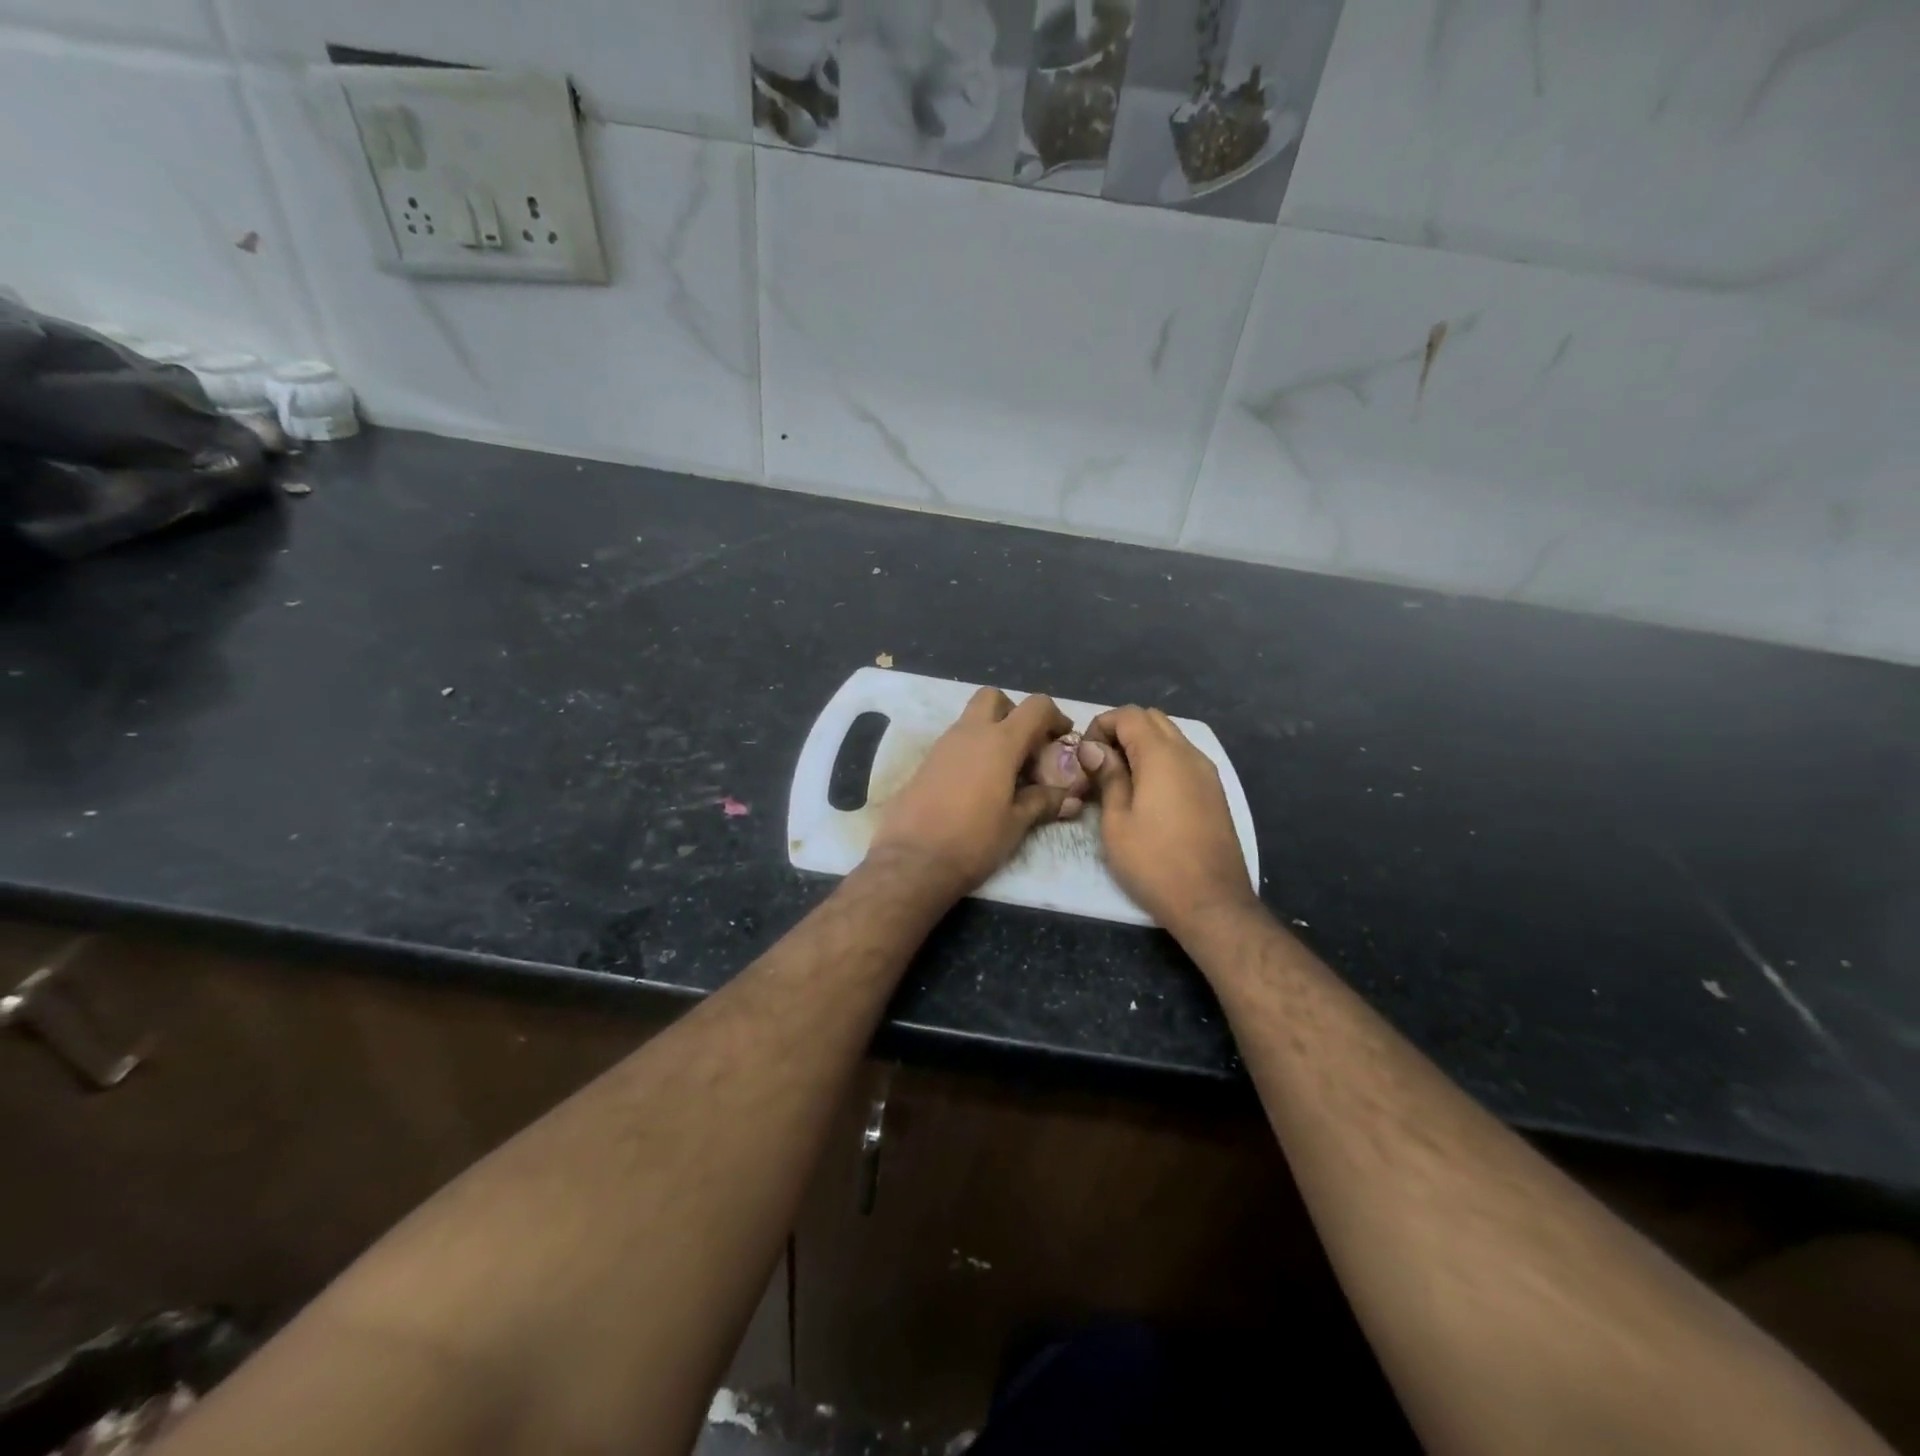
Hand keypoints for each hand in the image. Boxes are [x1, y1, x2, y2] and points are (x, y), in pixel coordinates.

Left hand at [869, 688, 1077, 900]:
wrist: (911, 860)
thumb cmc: (972, 840)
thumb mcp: (1016, 824)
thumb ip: (1043, 802)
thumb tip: (1069, 797)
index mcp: (999, 742)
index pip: (1035, 706)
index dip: (1055, 716)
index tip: (1063, 738)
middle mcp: (969, 733)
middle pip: (994, 697)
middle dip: (1014, 712)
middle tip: (1026, 747)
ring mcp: (942, 745)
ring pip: (971, 720)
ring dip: (992, 734)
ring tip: (1006, 773)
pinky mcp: (925, 763)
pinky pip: (955, 743)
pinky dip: (972, 752)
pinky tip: (979, 786)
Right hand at [1078, 706, 1256, 931]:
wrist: (1211, 902)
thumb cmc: (1154, 862)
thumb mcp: (1116, 821)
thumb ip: (1108, 776)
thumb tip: (1093, 748)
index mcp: (1162, 756)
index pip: (1129, 715)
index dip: (1101, 726)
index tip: (1084, 756)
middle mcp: (1189, 754)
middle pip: (1152, 719)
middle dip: (1121, 731)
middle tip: (1100, 765)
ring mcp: (1207, 772)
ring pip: (1171, 737)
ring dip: (1142, 746)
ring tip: (1120, 780)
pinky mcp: (1215, 792)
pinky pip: (1183, 759)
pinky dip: (1161, 762)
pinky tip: (1146, 794)